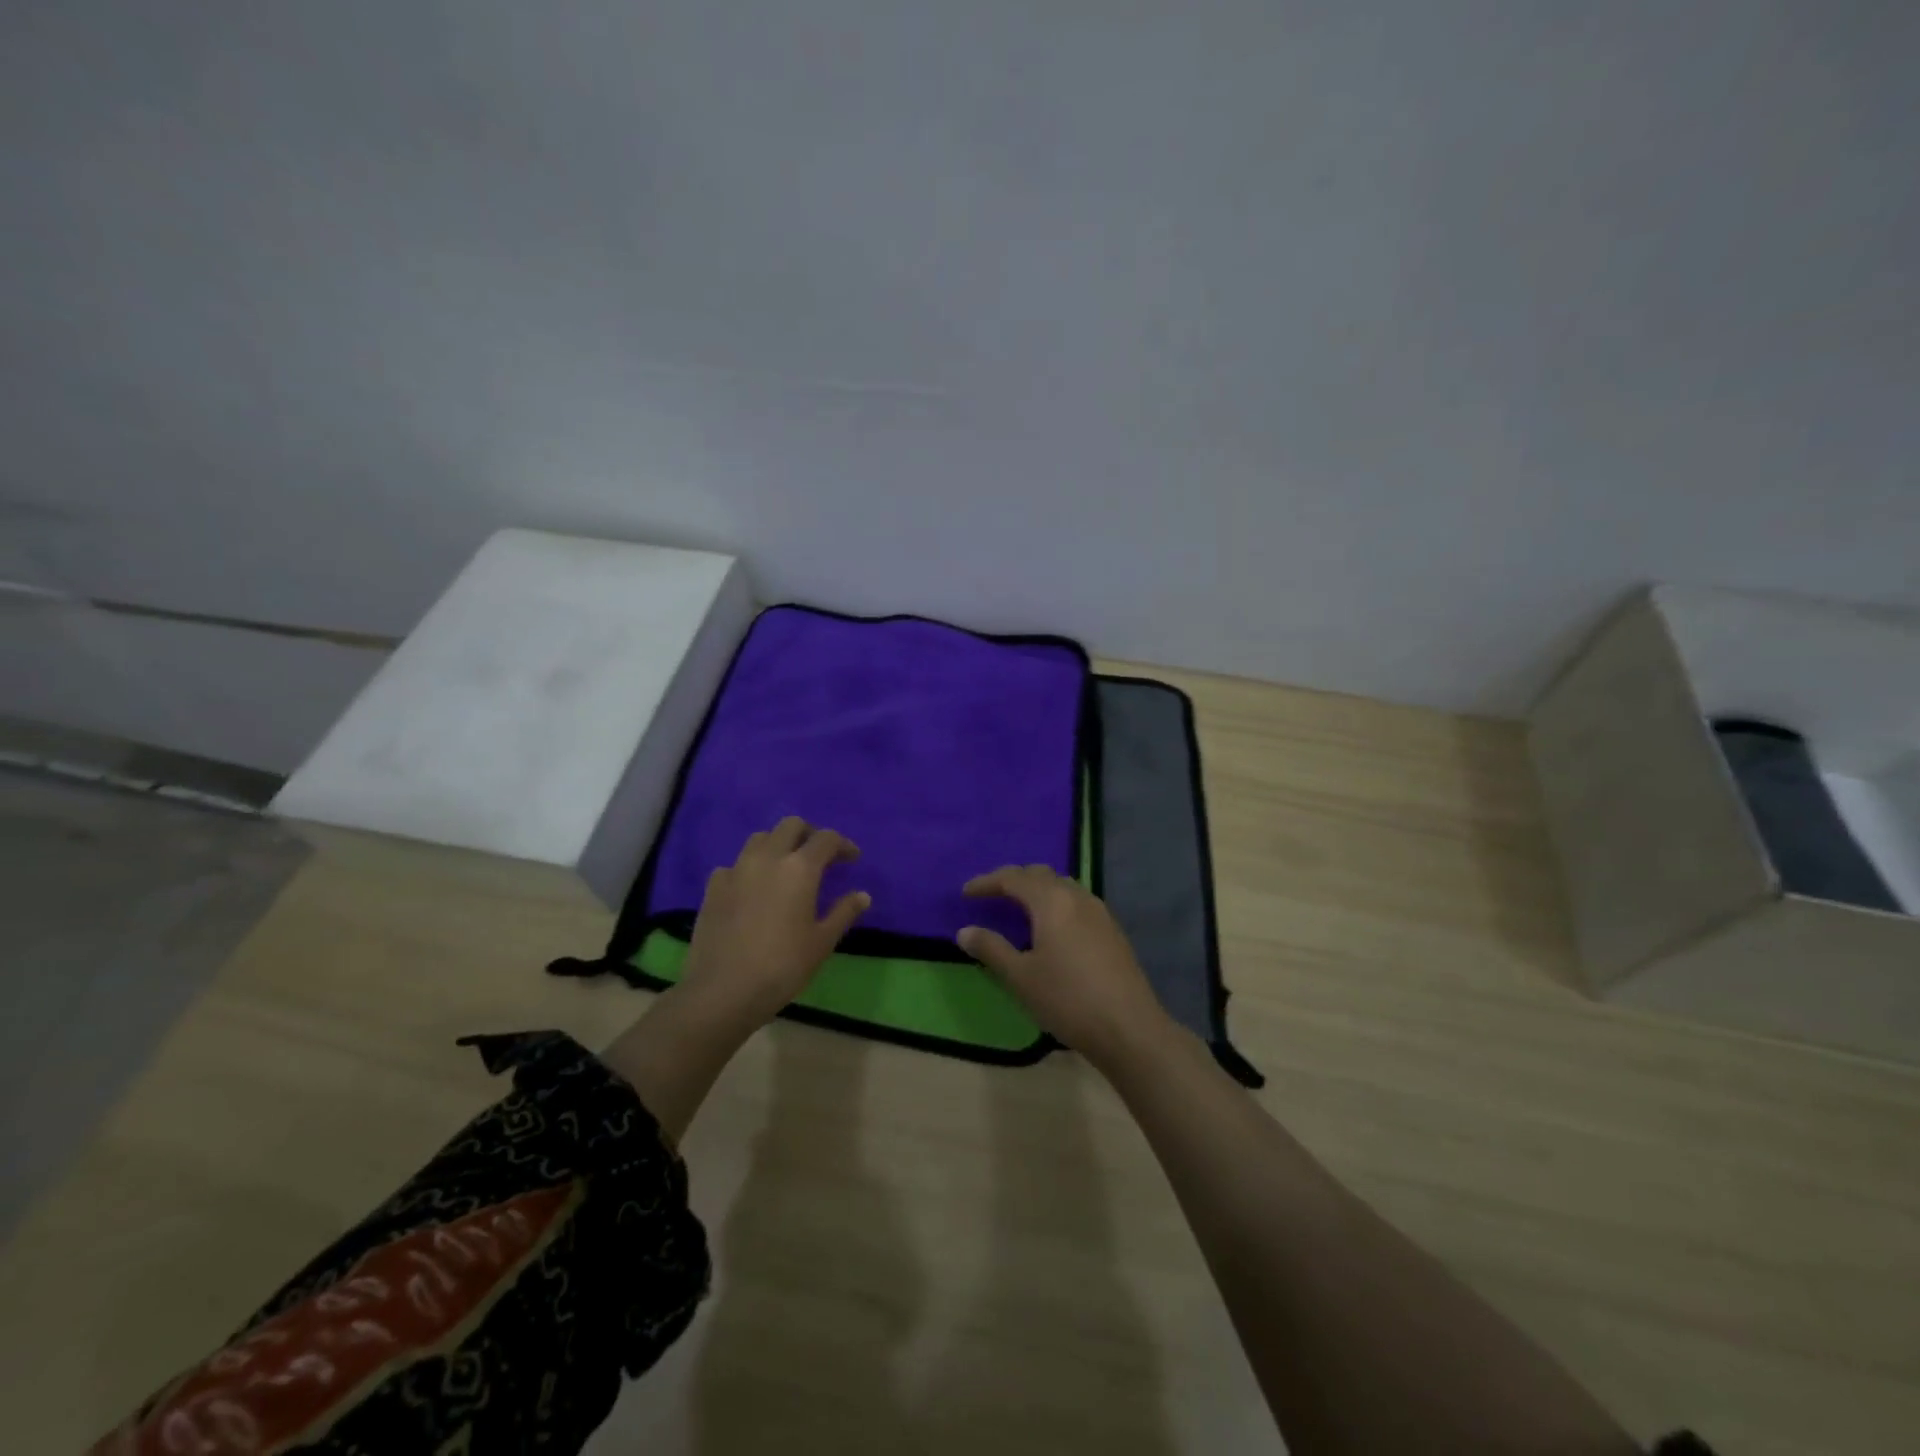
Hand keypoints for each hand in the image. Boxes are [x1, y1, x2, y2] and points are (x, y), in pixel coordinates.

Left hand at [678, 817, 869, 1026]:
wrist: (723, 991)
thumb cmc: (783, 967)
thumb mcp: (822, 942)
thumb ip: (844, 912)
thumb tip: (862, 895)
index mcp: (800, 868)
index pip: (826, 838)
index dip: (843, 844)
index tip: (852, 859)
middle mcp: (768, 858)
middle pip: (791, 826)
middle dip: (809, 834)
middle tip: (819, 857)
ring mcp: (736, 870)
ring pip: (760, 838)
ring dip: (778, 844)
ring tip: (785, 868)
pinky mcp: (713, 887)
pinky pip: (734, 864)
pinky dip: (749, 868)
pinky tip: (752, 889)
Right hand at [957, 865, 1172, 1067]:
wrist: (1128, 1027)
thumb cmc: (1067, 999)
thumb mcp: (1021, 977)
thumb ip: (991, 949)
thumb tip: (965, 931)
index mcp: (1052, 901)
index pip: (1013, 878)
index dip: (987, 882)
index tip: (966, 893)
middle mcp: (1077, 896)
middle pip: (1040, 874)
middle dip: (1013, 880)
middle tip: (992, 896)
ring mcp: (1100, 912)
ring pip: (1063, 886)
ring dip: (1038, 890)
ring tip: (1020, 909)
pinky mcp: (1113, 930)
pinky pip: (1077, 902)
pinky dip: (1057, 903)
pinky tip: (1052, 929)